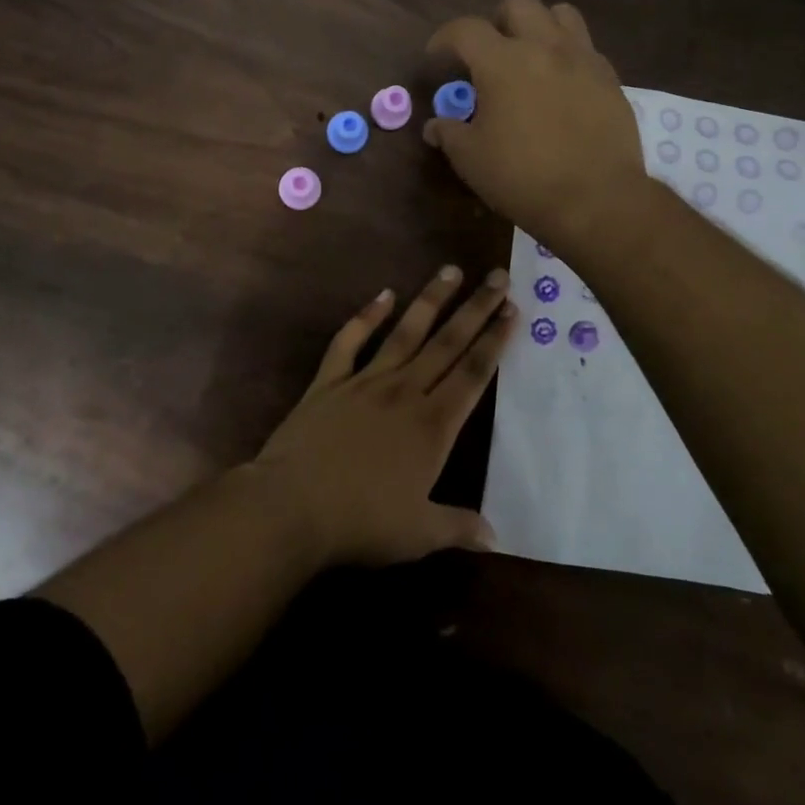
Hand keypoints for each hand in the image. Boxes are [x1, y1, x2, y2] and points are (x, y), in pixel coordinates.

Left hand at [248, 264, 513, 567]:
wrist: (293, 506)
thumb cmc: (361, 522)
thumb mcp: (419, 534)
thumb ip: (458, 527)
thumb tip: (495, 534)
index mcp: (432, 425)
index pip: (473, 373)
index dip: (495, 341)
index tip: (512, 310)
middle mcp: (404, 392)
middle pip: (448, 343)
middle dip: (476, 308)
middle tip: (497, 276)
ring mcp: (365, 381)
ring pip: (406, 332)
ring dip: (430, 300)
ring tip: (450, 270)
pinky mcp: (329, 381)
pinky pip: (350, 341)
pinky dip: (366, 316)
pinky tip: (383, 295)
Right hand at [423, 0, 646, 249]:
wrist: (596, 199)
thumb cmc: (523, 178)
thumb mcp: (471, 159)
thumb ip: (449, 133)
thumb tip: (435, 125)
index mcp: (502, 62)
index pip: (465, 29)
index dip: (444, 38)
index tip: (437, 57)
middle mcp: (544, 47)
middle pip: (518, 5)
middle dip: (497, 22)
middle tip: (489, 54)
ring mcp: (583, 59)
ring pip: (561, 14)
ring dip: (539, 27)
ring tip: (530, 57)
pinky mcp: (610, 78)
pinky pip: (586, 47)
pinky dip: (568, 55)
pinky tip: (561, 85)